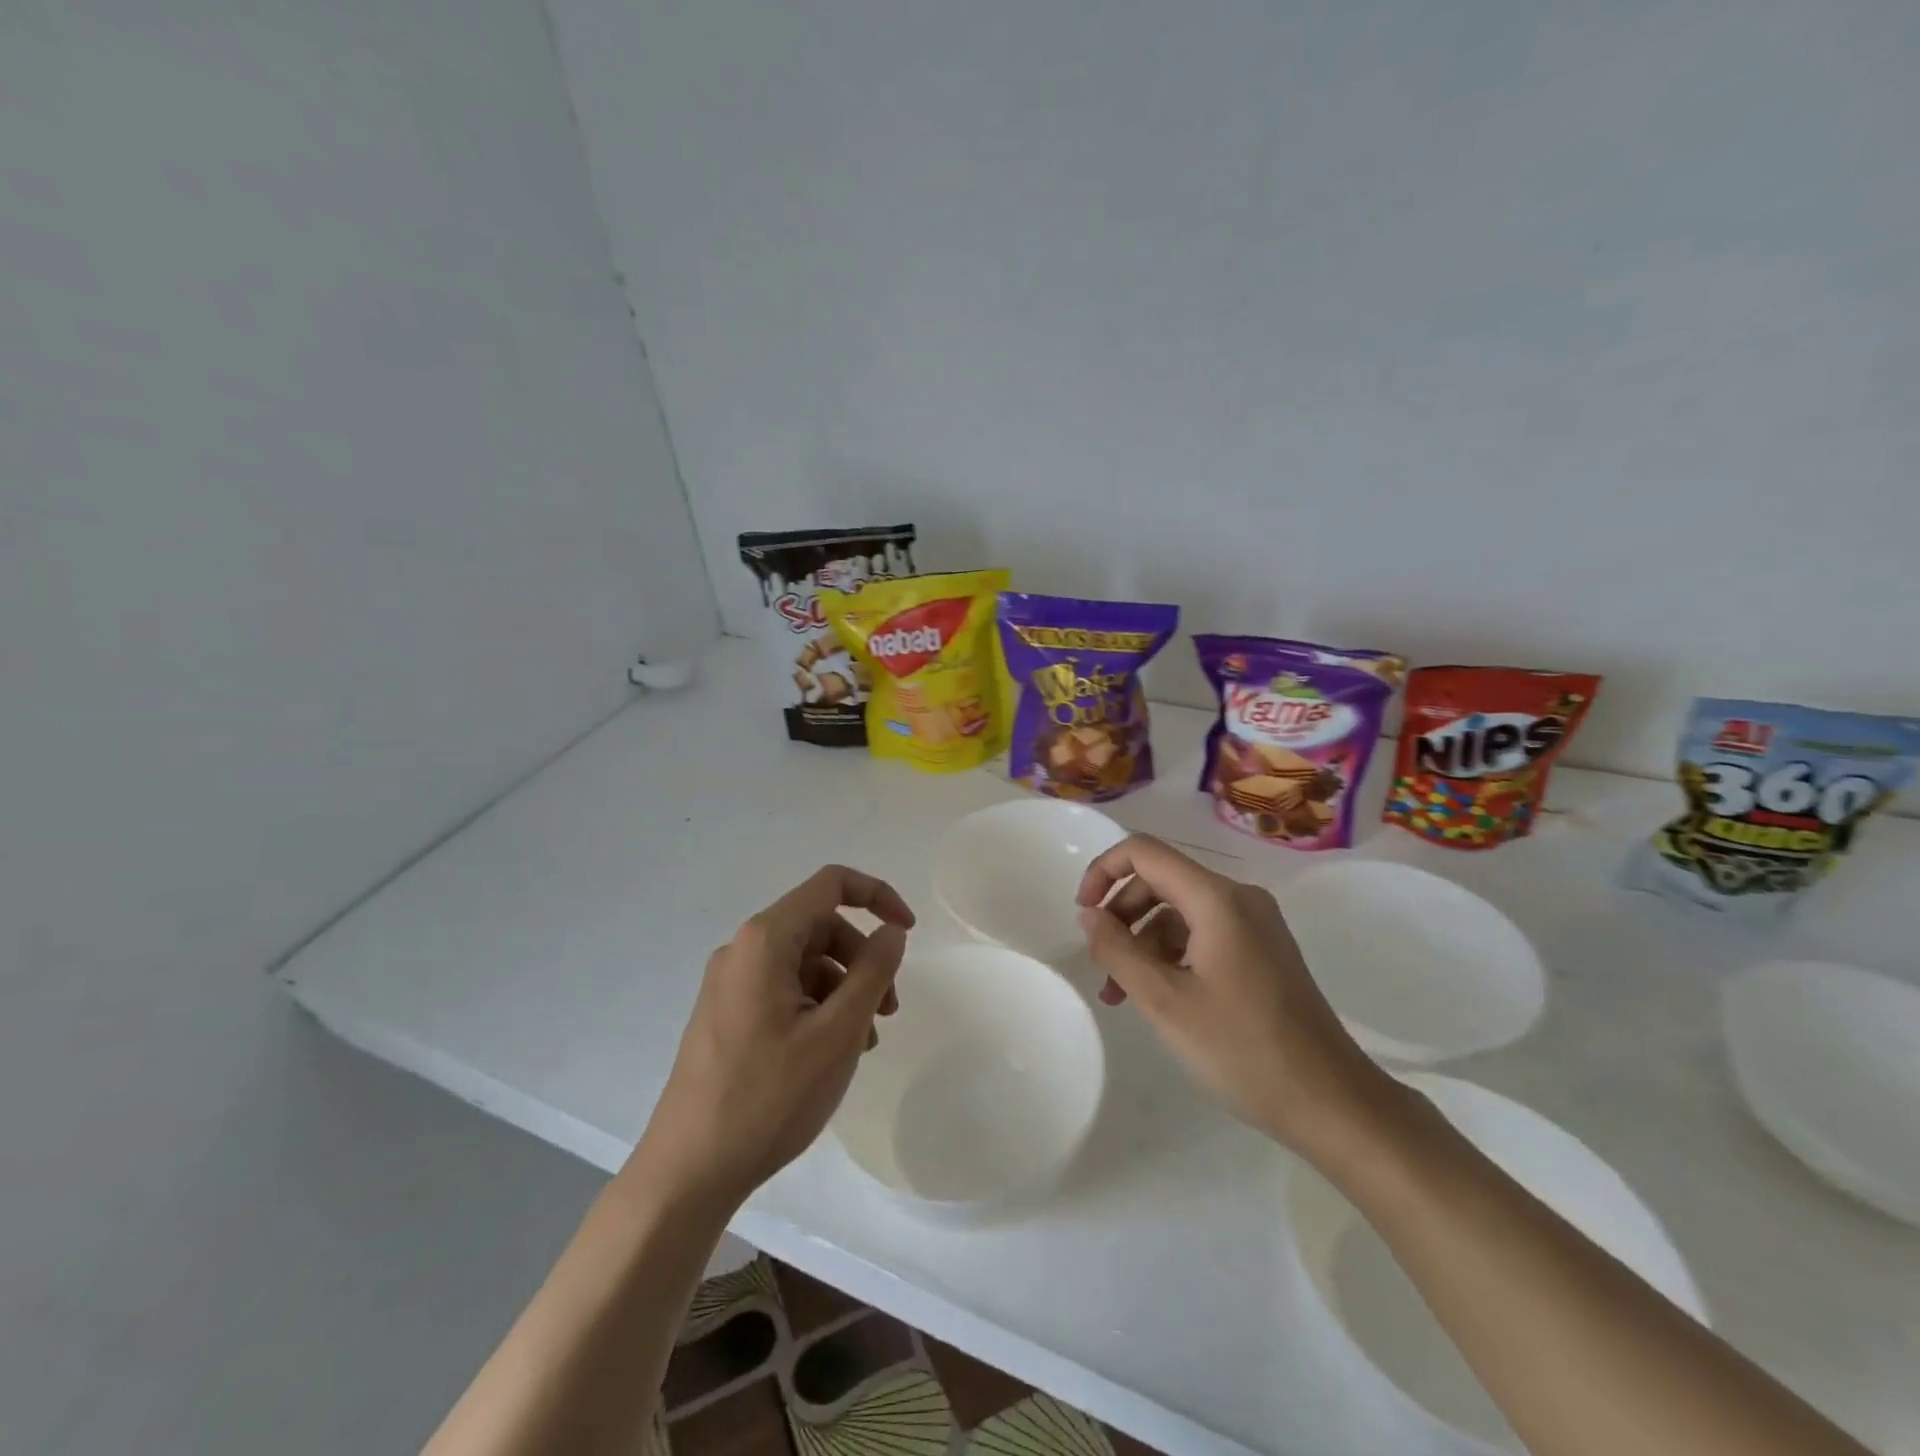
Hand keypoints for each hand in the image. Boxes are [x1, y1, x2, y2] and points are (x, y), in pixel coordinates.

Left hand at [636, 865, 914, 1207]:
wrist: (688, 1171)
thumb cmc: (769, 1096)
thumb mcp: (837, 1033)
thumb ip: (872, 972)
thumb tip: (891, 932)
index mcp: (765, 940)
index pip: (831, 885)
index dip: (877, 896)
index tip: (907, 933)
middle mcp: (743, 950)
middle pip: (820, 926)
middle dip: (862, 957)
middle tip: (888, 1009)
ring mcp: (730, 984)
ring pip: (805, 962)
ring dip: (844, 988)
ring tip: (865, 1041)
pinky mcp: (727, 1014)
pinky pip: (784, 990)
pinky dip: (818, 1007)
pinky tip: (833, 1052)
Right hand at [1076, 834, 1398, 1155]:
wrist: (1332, 1103)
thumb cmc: (1242, 1050)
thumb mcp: (1165, 1001)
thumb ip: (1118, 950)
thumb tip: (1089, 915)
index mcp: (1217, 899)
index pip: (1144, 852)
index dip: (1104, 872)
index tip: (1083, 914)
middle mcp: (1239, 898)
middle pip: (1162, 880)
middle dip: (1122, 914)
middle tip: (1101, 963)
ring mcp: (1256, 924)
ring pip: (1180, 911)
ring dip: (1143, 941)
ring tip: (1121, 994)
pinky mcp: (1263, 950)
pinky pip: (1203, 933)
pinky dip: (1172, 954)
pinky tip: (1159, 996)